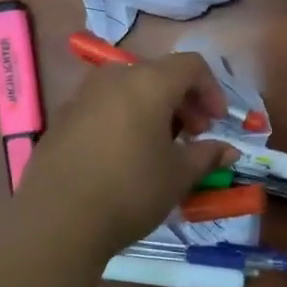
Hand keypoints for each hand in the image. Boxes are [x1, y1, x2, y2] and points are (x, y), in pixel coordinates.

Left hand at [20, 52, 237, 251]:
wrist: (57, 221)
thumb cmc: (130, 190)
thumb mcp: (179, 175)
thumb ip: (207, 155)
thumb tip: (229, 151)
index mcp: (148, 82)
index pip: (191, 65)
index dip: (212, 90)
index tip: (217, 123)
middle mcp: (114, 78)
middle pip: (159, 74)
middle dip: (183, 101)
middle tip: (194, 136)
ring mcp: (82, 96)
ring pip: (129, 90)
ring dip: (153, 110)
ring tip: (159, 148)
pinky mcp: (62, 120)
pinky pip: (104, 108)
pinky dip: (124, 120)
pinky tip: (124, 157)